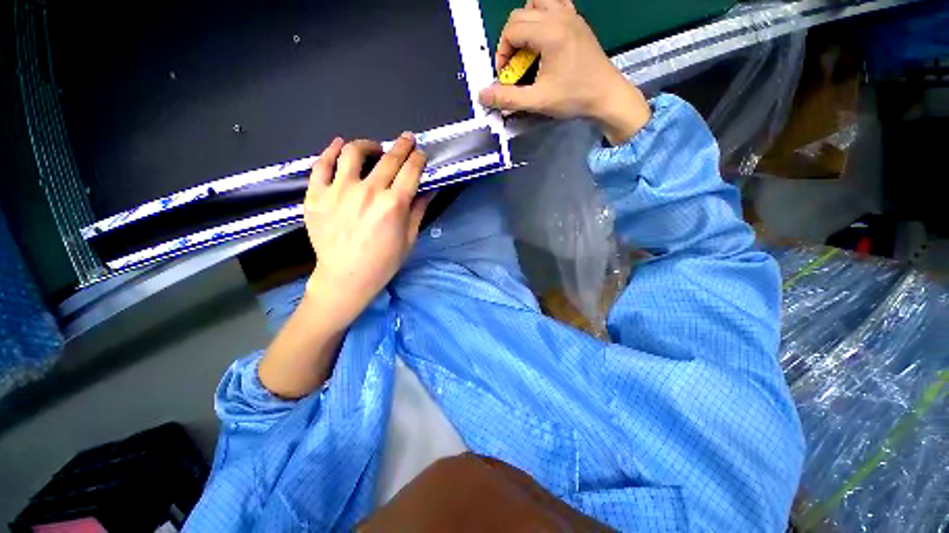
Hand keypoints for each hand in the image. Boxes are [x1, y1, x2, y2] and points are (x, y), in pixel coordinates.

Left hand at [304, 134, 431, 328]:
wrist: (347, 277)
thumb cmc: (384, 261)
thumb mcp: (409, 238)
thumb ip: (419, 210)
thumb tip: (430, 189)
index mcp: (393, 204)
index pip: (411, 170)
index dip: (418, 158)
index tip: (421, 153)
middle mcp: (368, 191)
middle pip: (389, 158)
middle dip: (402, 145)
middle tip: (407, 139)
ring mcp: (339, 191)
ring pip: (353, 153)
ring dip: (368, 144)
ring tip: (374, 147)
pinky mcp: (317, 195)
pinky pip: (321, 165)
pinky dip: (331, 151)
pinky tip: (339, 146)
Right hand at [478, 0, 650, 144]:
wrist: (606, 95)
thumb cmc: (573, 98)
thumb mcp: (537, 101)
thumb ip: (507, 98)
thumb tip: (482, 95)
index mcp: (549, 32)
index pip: (512, 28)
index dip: (502, 52)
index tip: (505, 75)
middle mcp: (559, 15)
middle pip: (520, 14)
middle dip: (510, 40)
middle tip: (514, 66)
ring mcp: (571, 15)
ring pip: (537, 3)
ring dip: (525, 24)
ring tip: (528, 50)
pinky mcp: (578, 21)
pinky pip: (555, 6)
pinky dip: (543, 17)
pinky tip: (544, 39)